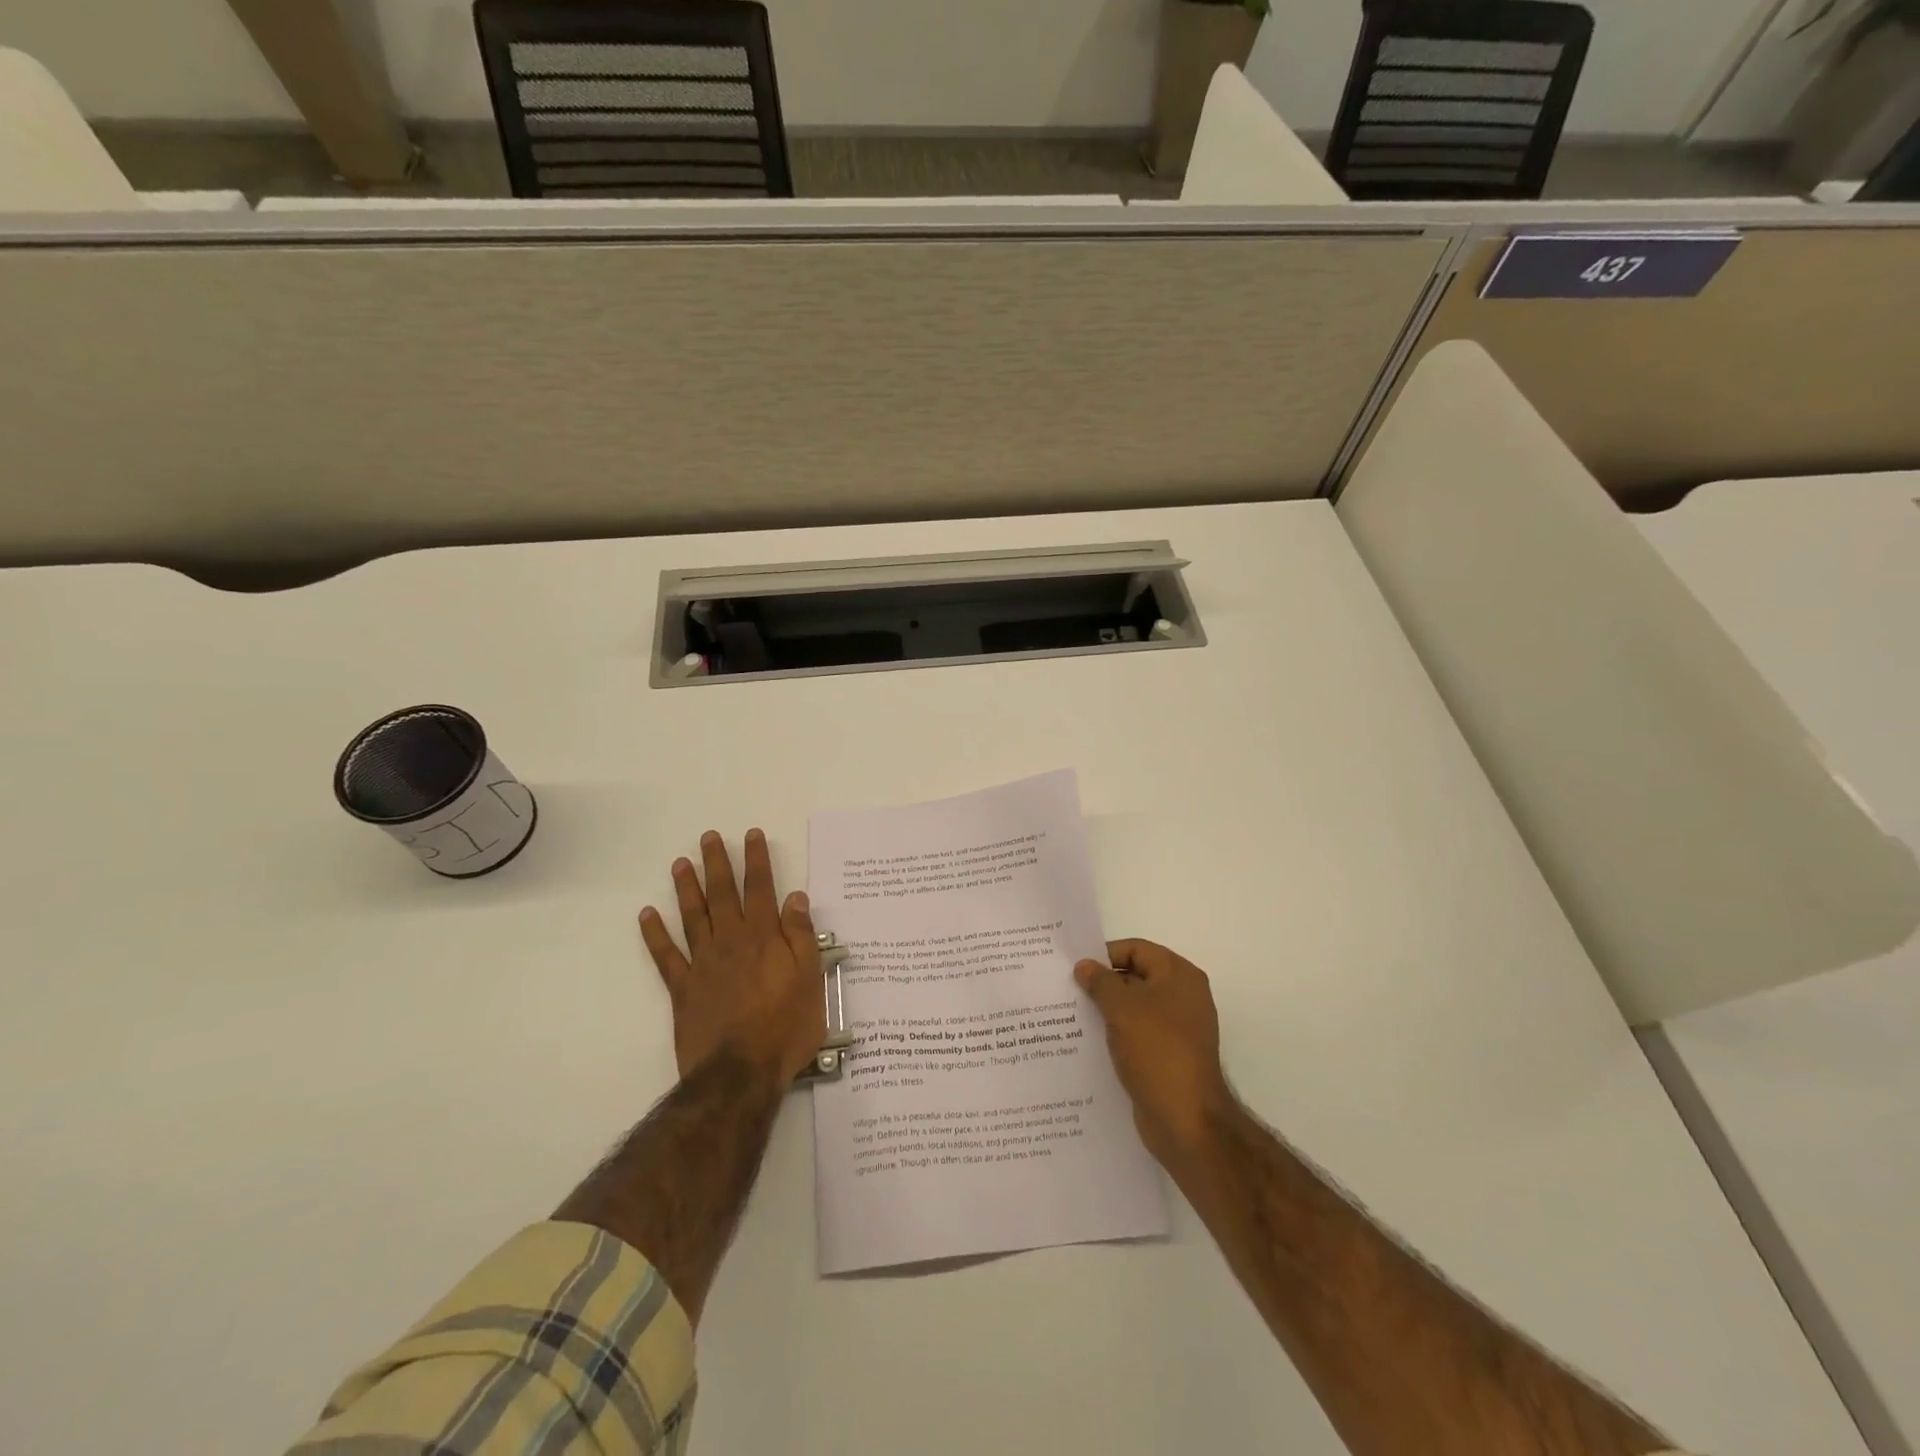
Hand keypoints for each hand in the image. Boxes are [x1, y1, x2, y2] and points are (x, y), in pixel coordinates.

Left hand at [640, 829, 826, 1083]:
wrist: (741, 1071)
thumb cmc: (786, 1026)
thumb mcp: (811, 979)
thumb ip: (801, 936)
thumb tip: (795, 897)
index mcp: (764, 937)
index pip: (760, 889)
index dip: (756, 860)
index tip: (751, 835)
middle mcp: (731, 941)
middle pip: (722, 894)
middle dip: (717, 863)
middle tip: (708, 837)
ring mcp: (703, 963)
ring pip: (693, 917)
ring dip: (686, 888)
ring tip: (680, 863)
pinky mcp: (683, 988)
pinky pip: (665, 956)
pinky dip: (655, 934)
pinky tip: (647, 915)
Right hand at [1075, 939, 1235, 1164]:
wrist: (1186, 1120)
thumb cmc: (1156, 1051)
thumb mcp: (1122, 1008)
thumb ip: (1100, 982)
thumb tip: (1084, 966)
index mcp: (1179, 976)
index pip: (1137, 949)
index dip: (1105, 954)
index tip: (1075, 967)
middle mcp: (1183, 996)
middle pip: (1136, 976)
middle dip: (1103, 983)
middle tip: (1067, 989)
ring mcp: (1178, 1028)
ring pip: (1135, 1008)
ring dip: (1106, 1010)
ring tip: (1071, 1014)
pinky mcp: (1169, 1056)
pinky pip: (1137, 1034)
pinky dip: (1116, 1034)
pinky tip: (1089, 1041)